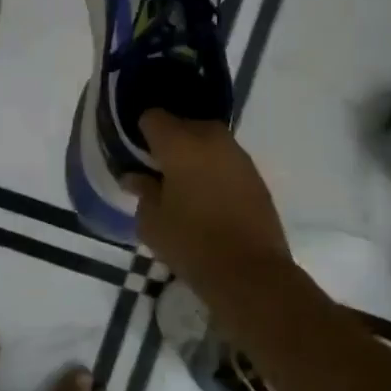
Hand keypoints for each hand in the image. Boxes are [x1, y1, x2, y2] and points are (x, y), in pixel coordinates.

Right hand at [126, 111, 291, 291]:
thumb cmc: (191, 243)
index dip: (141, 133)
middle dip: (169, 141)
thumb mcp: (151, 222)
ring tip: (183, 184)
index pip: (153, 117)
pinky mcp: (255, 174)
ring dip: (194, 154)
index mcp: (180, 143)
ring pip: (207, 140)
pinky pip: (225, 159)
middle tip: (158, 170)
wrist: (250, 272)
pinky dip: (214, 169)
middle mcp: (211, 138)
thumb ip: (142, 191)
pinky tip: (207, 196)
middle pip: (183, 124)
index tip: (137, 155)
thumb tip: (135, 176)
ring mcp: (237, 155)